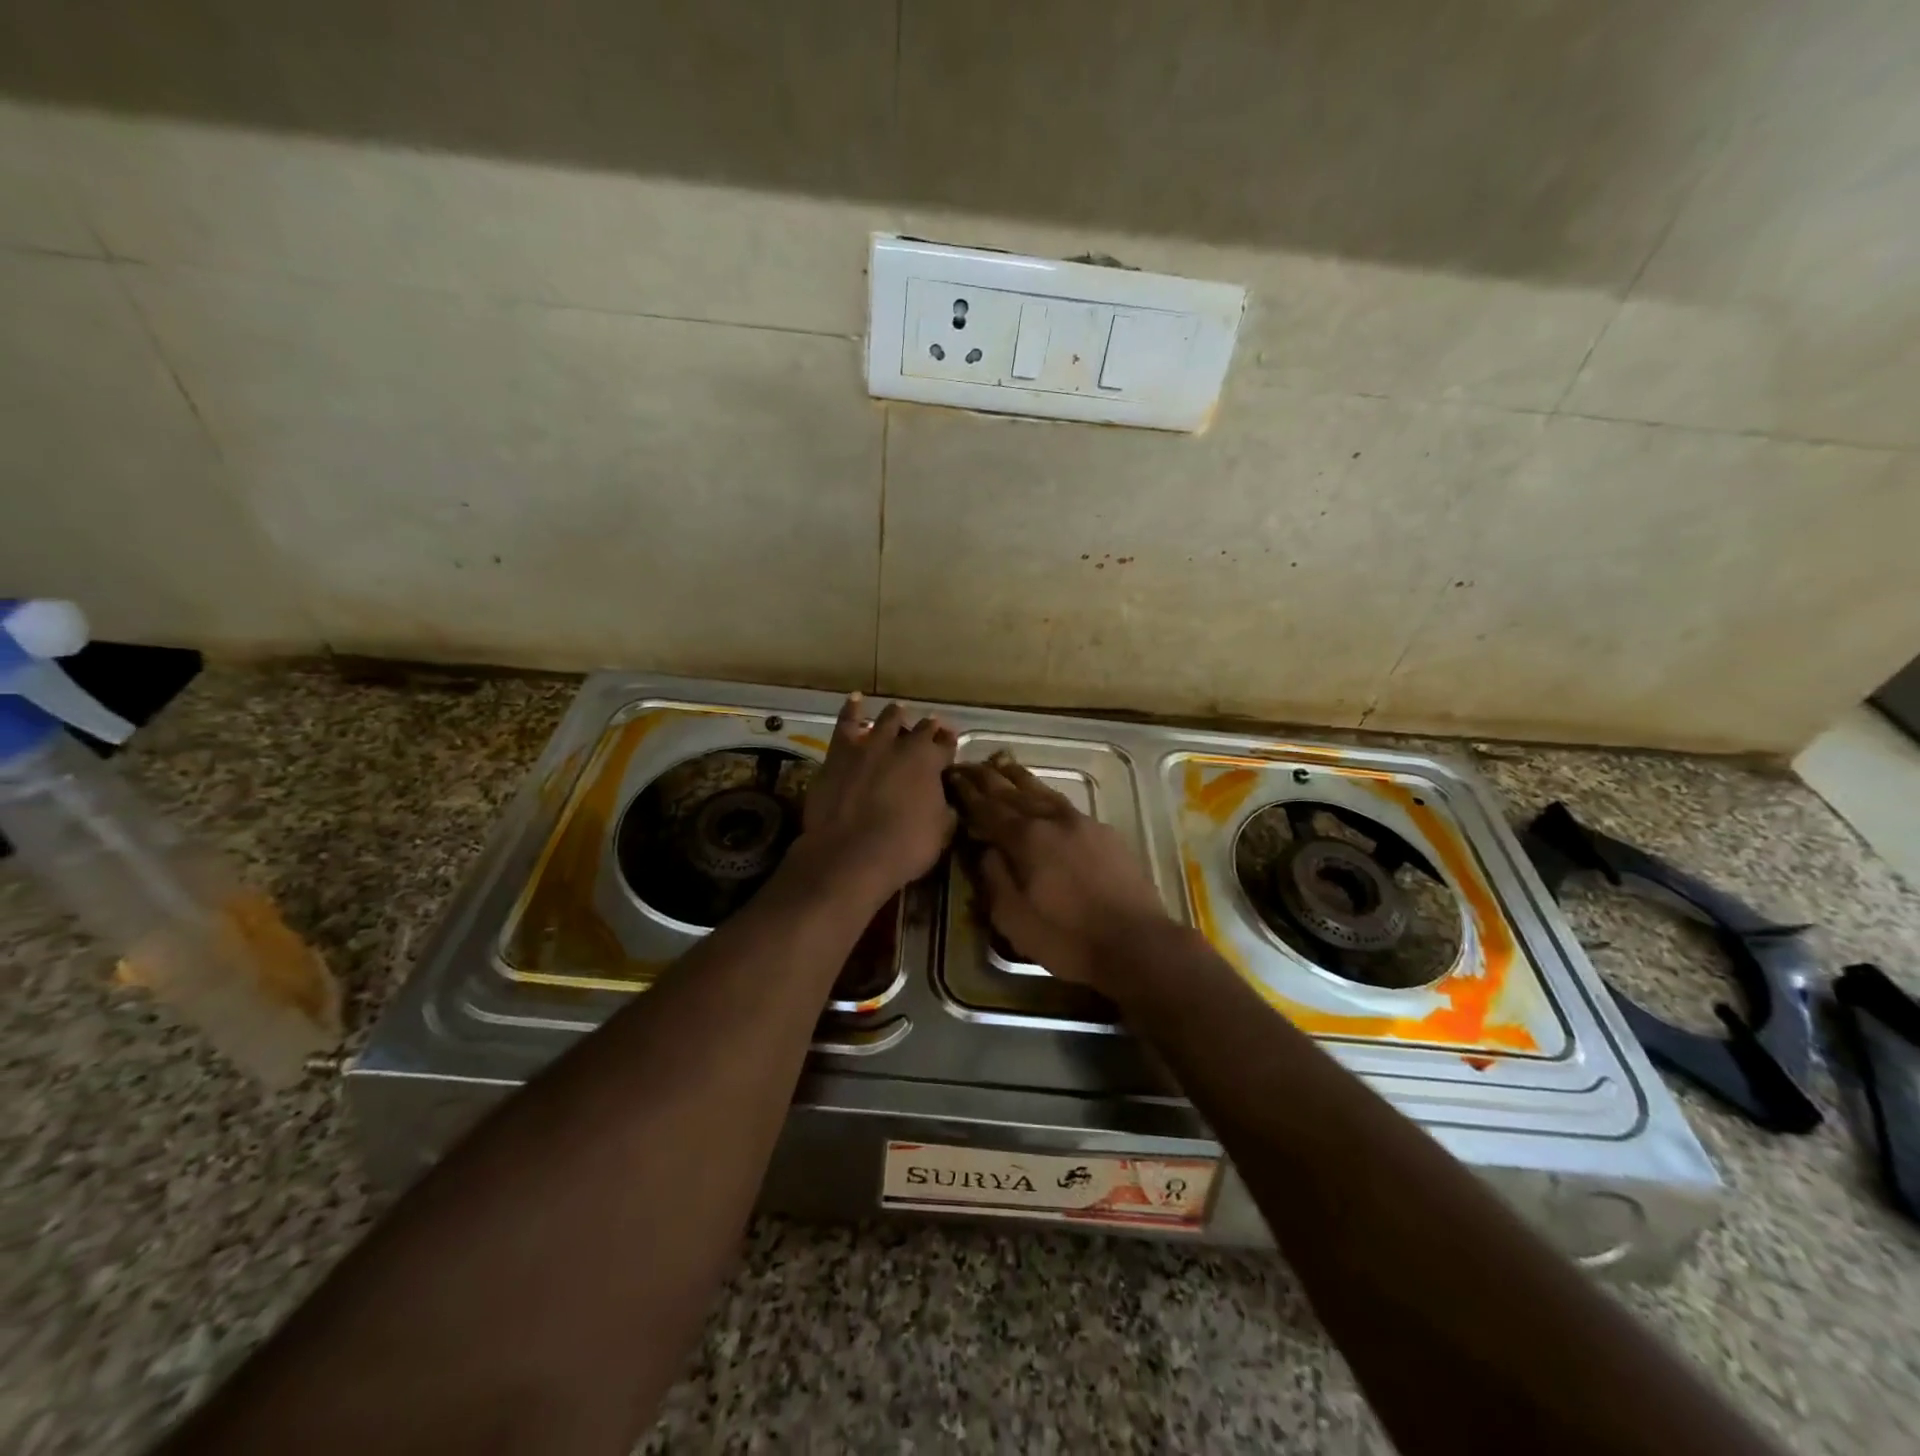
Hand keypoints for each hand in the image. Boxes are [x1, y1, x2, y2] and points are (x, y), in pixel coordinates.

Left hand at [798, 694, 957, 903]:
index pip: (945, 746)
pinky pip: (846, 723)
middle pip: (919, 730)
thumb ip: (944, 810)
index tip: (950, 743)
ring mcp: (868, 746)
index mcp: (930, 762)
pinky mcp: (838, 754)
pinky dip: (852, 710)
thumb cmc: (904, 848)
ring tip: (898, 711)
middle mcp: (902, 746)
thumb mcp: (939, 832)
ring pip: (885, 720)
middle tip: (929, 727)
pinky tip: (855, 699)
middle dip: (926, 729)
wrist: (850, 854)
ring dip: (894, 716)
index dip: (949, 745)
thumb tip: (947, 804)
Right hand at [946, 755, 1171, 987]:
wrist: (1136, 942)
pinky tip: (1043, 797)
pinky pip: (1065, 804)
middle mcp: (1053, 820)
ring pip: (1042, 791)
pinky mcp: (1105, 833)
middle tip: (967, 764)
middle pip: (1013, 792)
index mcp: (1026, 839)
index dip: (967, 792)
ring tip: (1001, 764)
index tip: (951, 776)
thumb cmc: (1067, 938)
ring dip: (1018, 777)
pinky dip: (1045, 794)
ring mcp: (1082, 823)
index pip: (988, 808)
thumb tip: (983, 848)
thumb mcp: (1014, 919)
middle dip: (987, 777)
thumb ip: (993, 877)